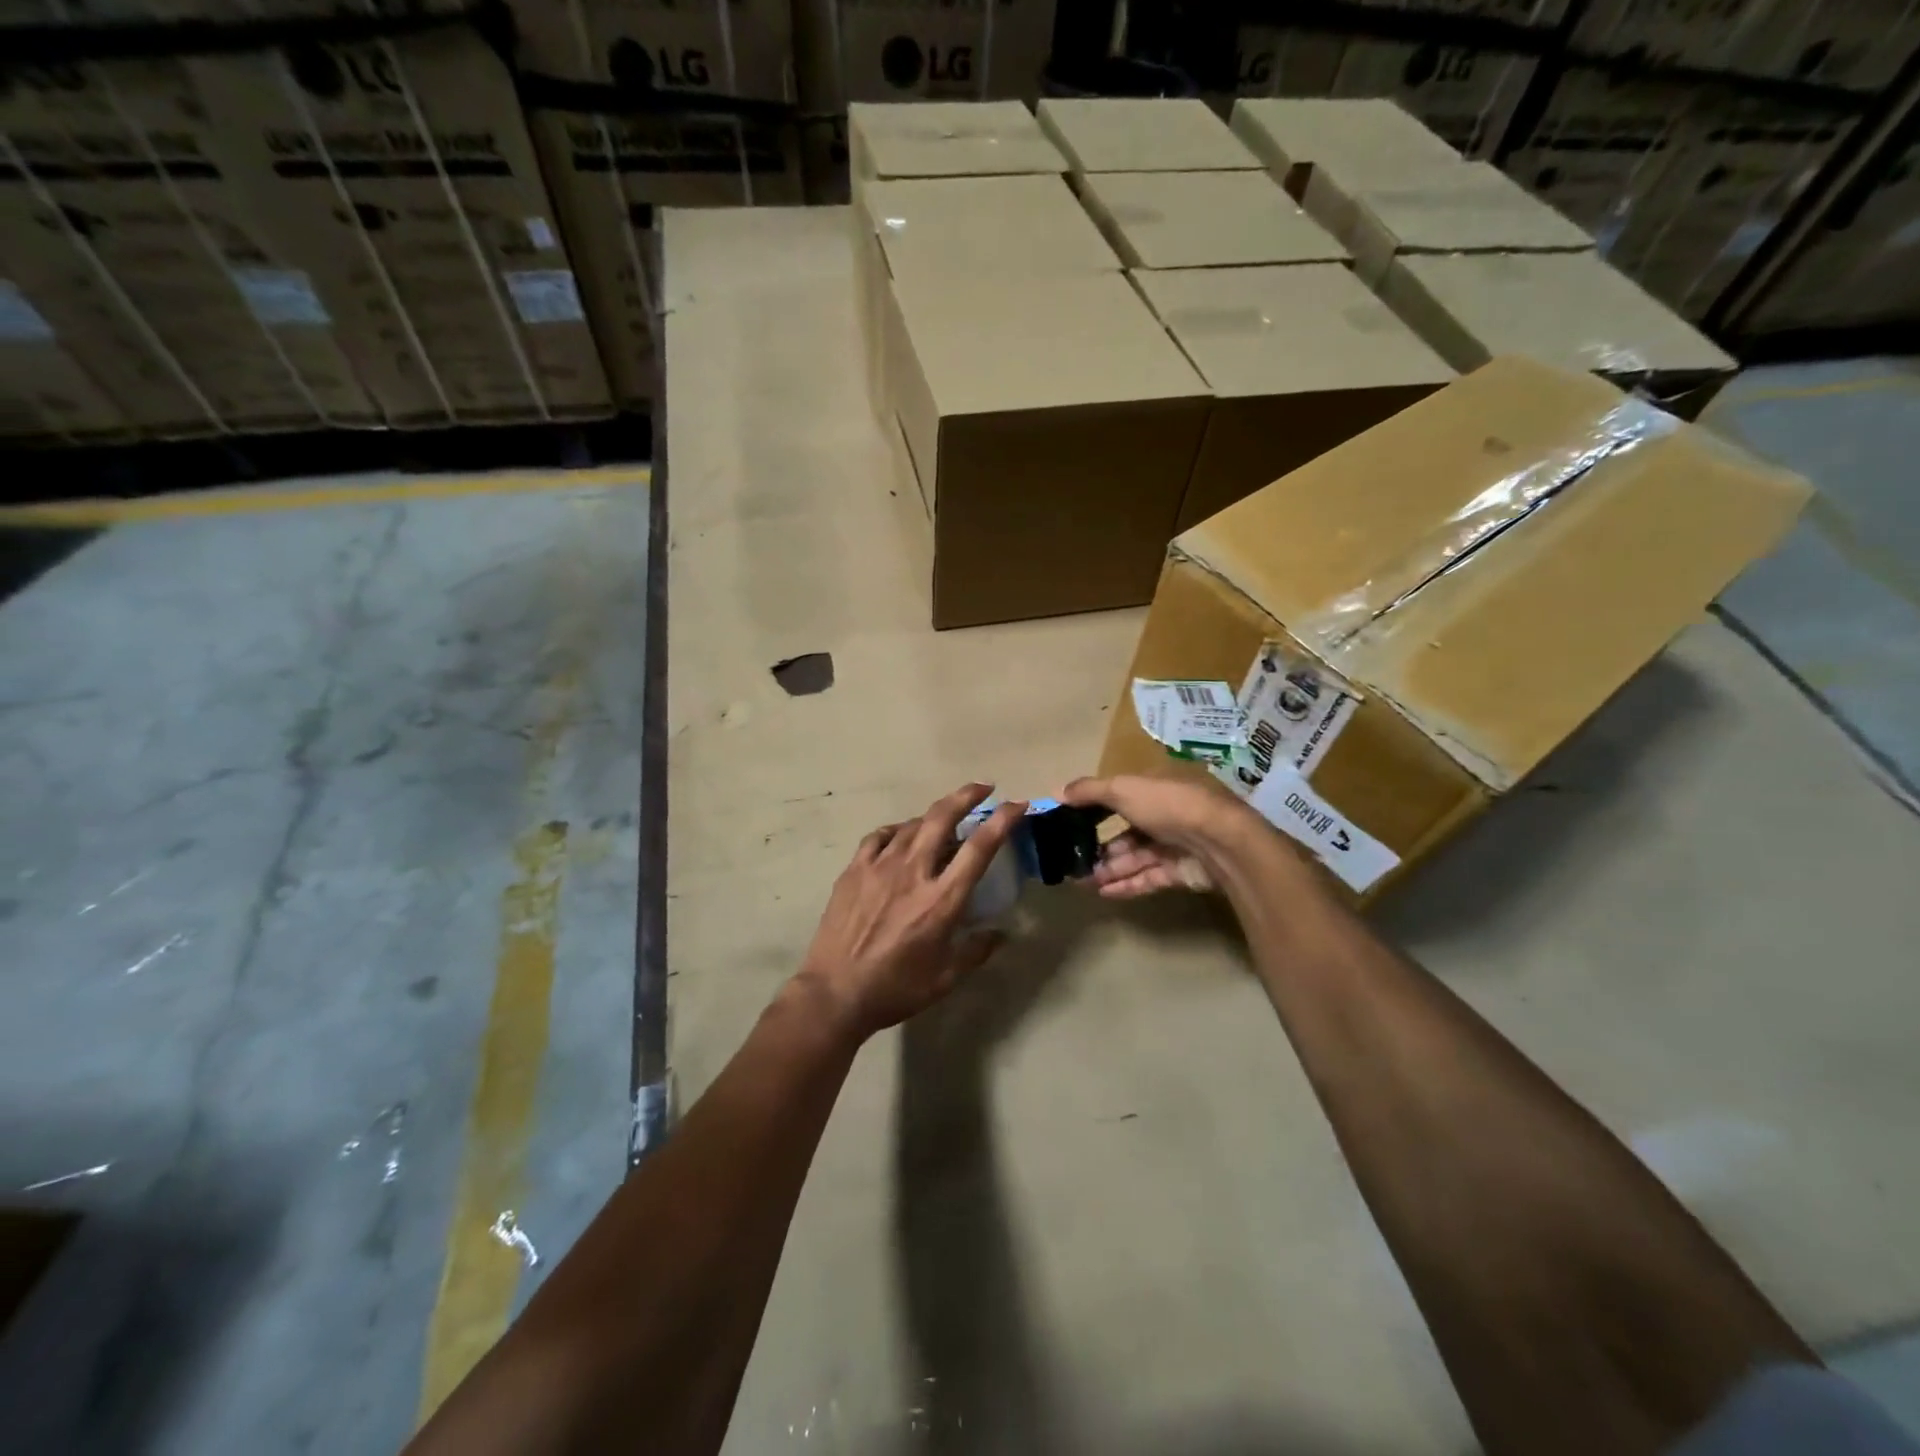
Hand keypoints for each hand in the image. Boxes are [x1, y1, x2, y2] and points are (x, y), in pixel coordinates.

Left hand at [796, 784, 1025, 1037]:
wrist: (834, 993)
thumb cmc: (895, 989)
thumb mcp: (945, 978)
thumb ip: (976, 951)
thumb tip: (1001, 934)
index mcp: (942, 899)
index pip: (980, 848)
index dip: (1003, 820)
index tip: (1017, 804)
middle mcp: (913, 872)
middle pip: (943, 818)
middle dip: (966, 796)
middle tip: (982, 788)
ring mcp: (880, 867)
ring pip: (912, 824)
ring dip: (933, 816)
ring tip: (943, 820)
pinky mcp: (854, 870)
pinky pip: (879, 836)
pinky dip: (896, 830)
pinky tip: (900, 836)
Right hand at [1060, 773, 1250, 899]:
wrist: (1218, 842)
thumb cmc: (1167, 805)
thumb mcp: (1123, 789)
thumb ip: (1089, 791)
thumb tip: (1056, 791)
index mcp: (1153, 789)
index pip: (1118, 797)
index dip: (1093, 809)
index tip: (1067, 822)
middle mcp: (1164, 815)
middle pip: (1125, 832)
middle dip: (1098, 846)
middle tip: (1071, 860)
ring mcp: (1173, 846)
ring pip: (1134, 858)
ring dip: (1108, 868)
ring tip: (1081, 880)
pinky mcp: (1179, 873)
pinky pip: (1146, 878)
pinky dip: (1125, 884)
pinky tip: (1102, 892)